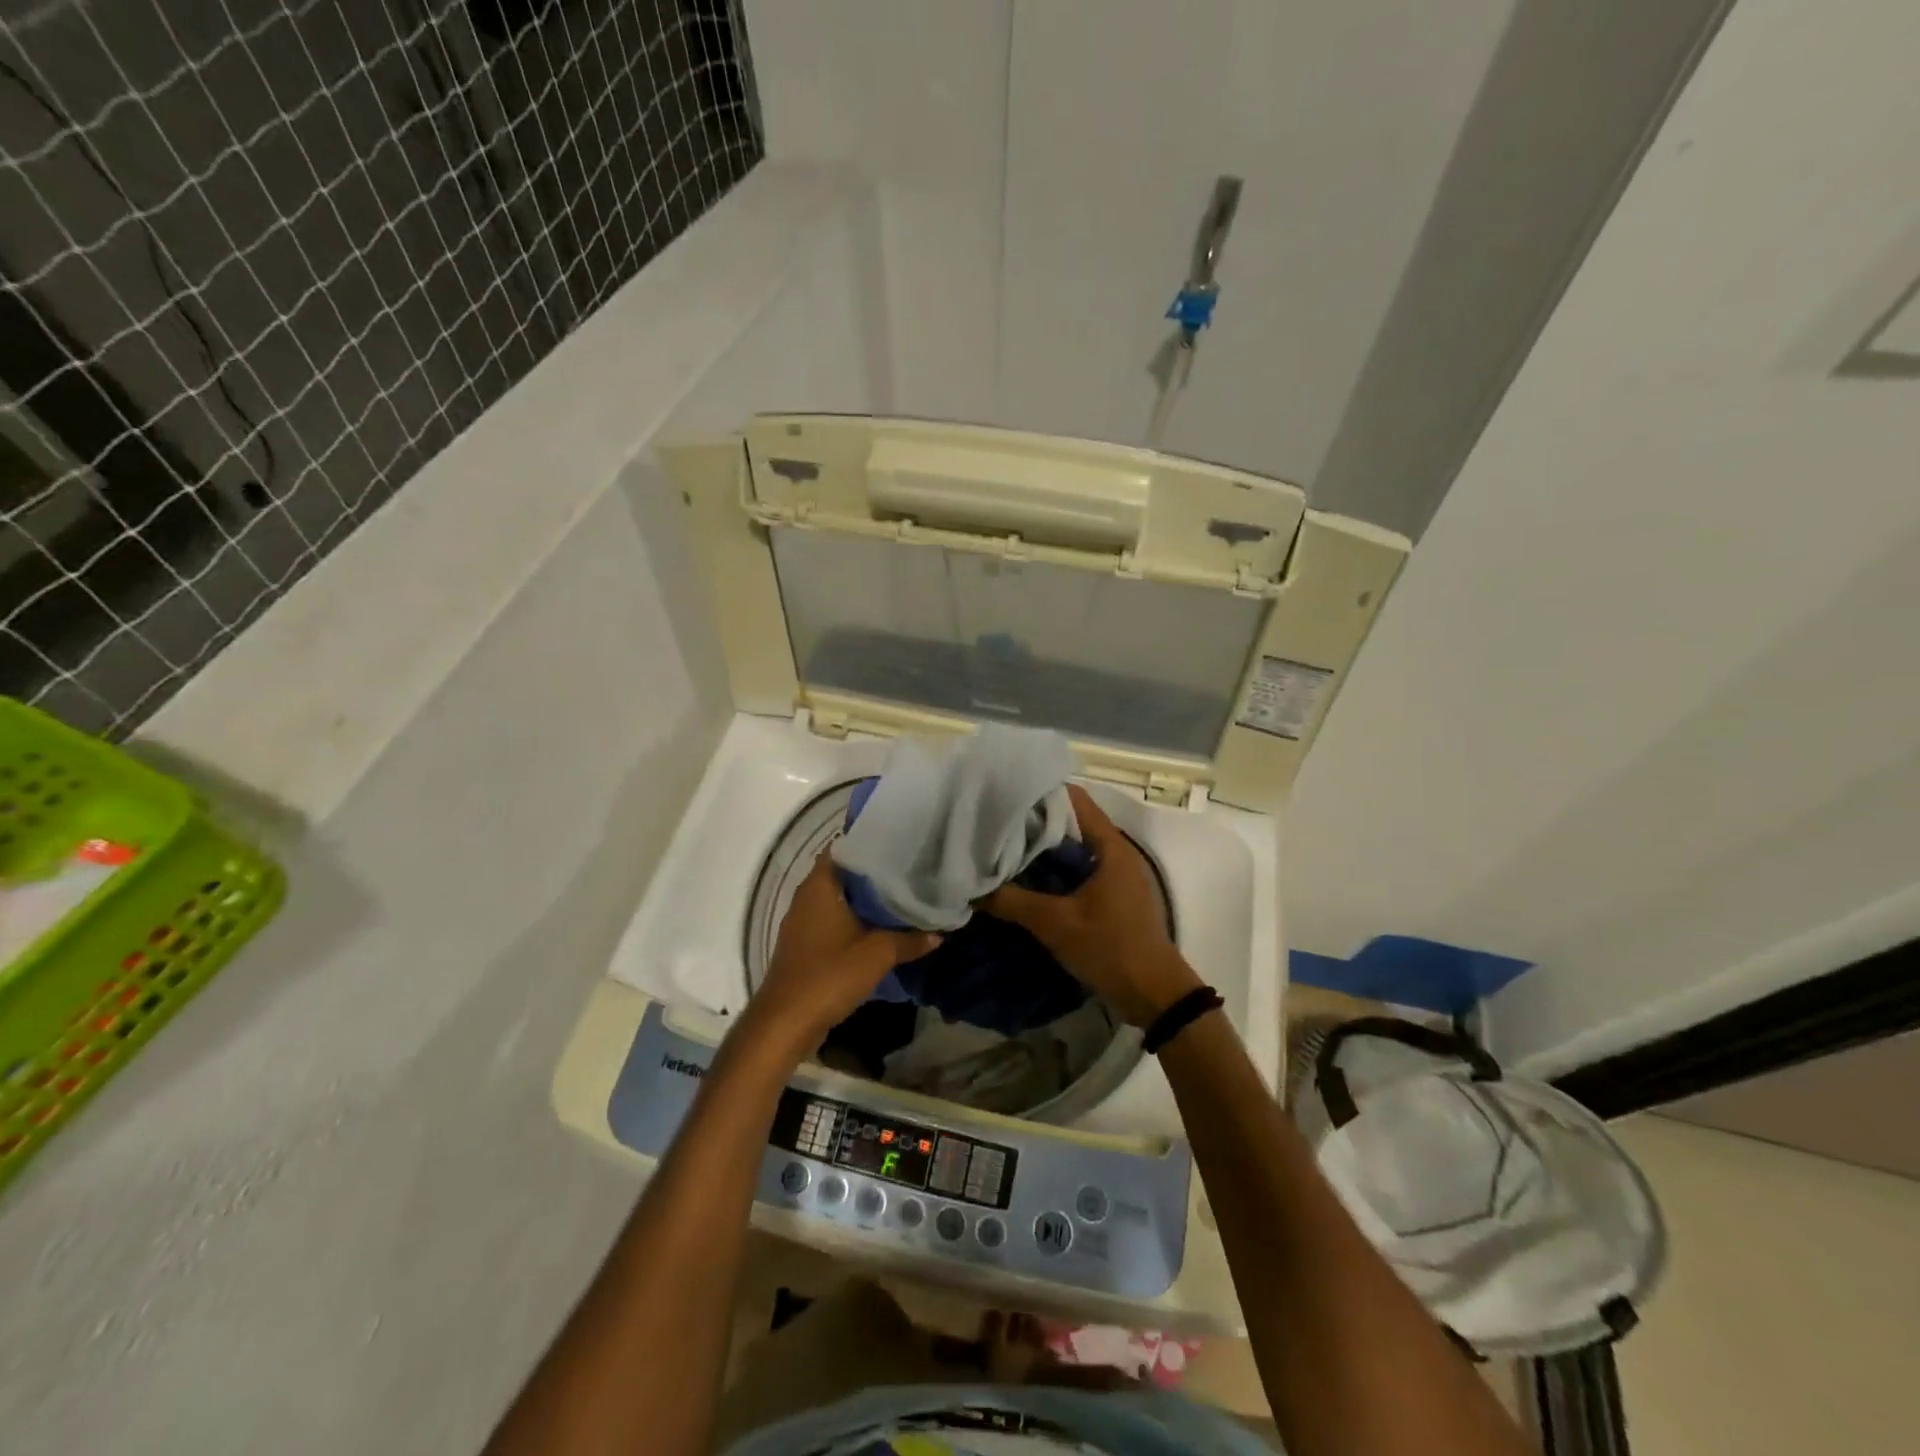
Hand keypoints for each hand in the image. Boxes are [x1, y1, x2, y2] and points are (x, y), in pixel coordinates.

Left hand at [744, 850, 939, 1055]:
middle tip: (908, 870)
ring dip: (864, 899)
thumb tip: (939, 933)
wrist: (786, 1022)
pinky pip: (832, 920)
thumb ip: (909, 940)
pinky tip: (879, 928)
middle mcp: (807, 897)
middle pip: (842, 874)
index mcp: (819, 886)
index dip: (869, 843)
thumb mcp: (878, 955)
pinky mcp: (804, 944)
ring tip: (900, 896)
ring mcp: (802, 922)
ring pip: (838, 899)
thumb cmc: (829, 975)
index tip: (898, 844)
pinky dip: (853, 920)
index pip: (843, 848)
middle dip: (873, 873)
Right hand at [979, 785, 1201, 1028]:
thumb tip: (973, 889)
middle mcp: (1115, 853)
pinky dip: (1054, 871)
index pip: (1074, 799)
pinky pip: (1078, 871)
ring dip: (1043, 850)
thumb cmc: (1110, 948)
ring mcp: (1115, 875)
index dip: (1040, 792)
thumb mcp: (1056, 924)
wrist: (1154, 995)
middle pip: (1071, 823)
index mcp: (1110, 846)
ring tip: (1003, 849)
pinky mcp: (1112, 897)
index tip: (1005, 796)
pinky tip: (1025, 881)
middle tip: (995, 825)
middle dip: (1034, 823)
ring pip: (1073, 849)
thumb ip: (1013, 902)